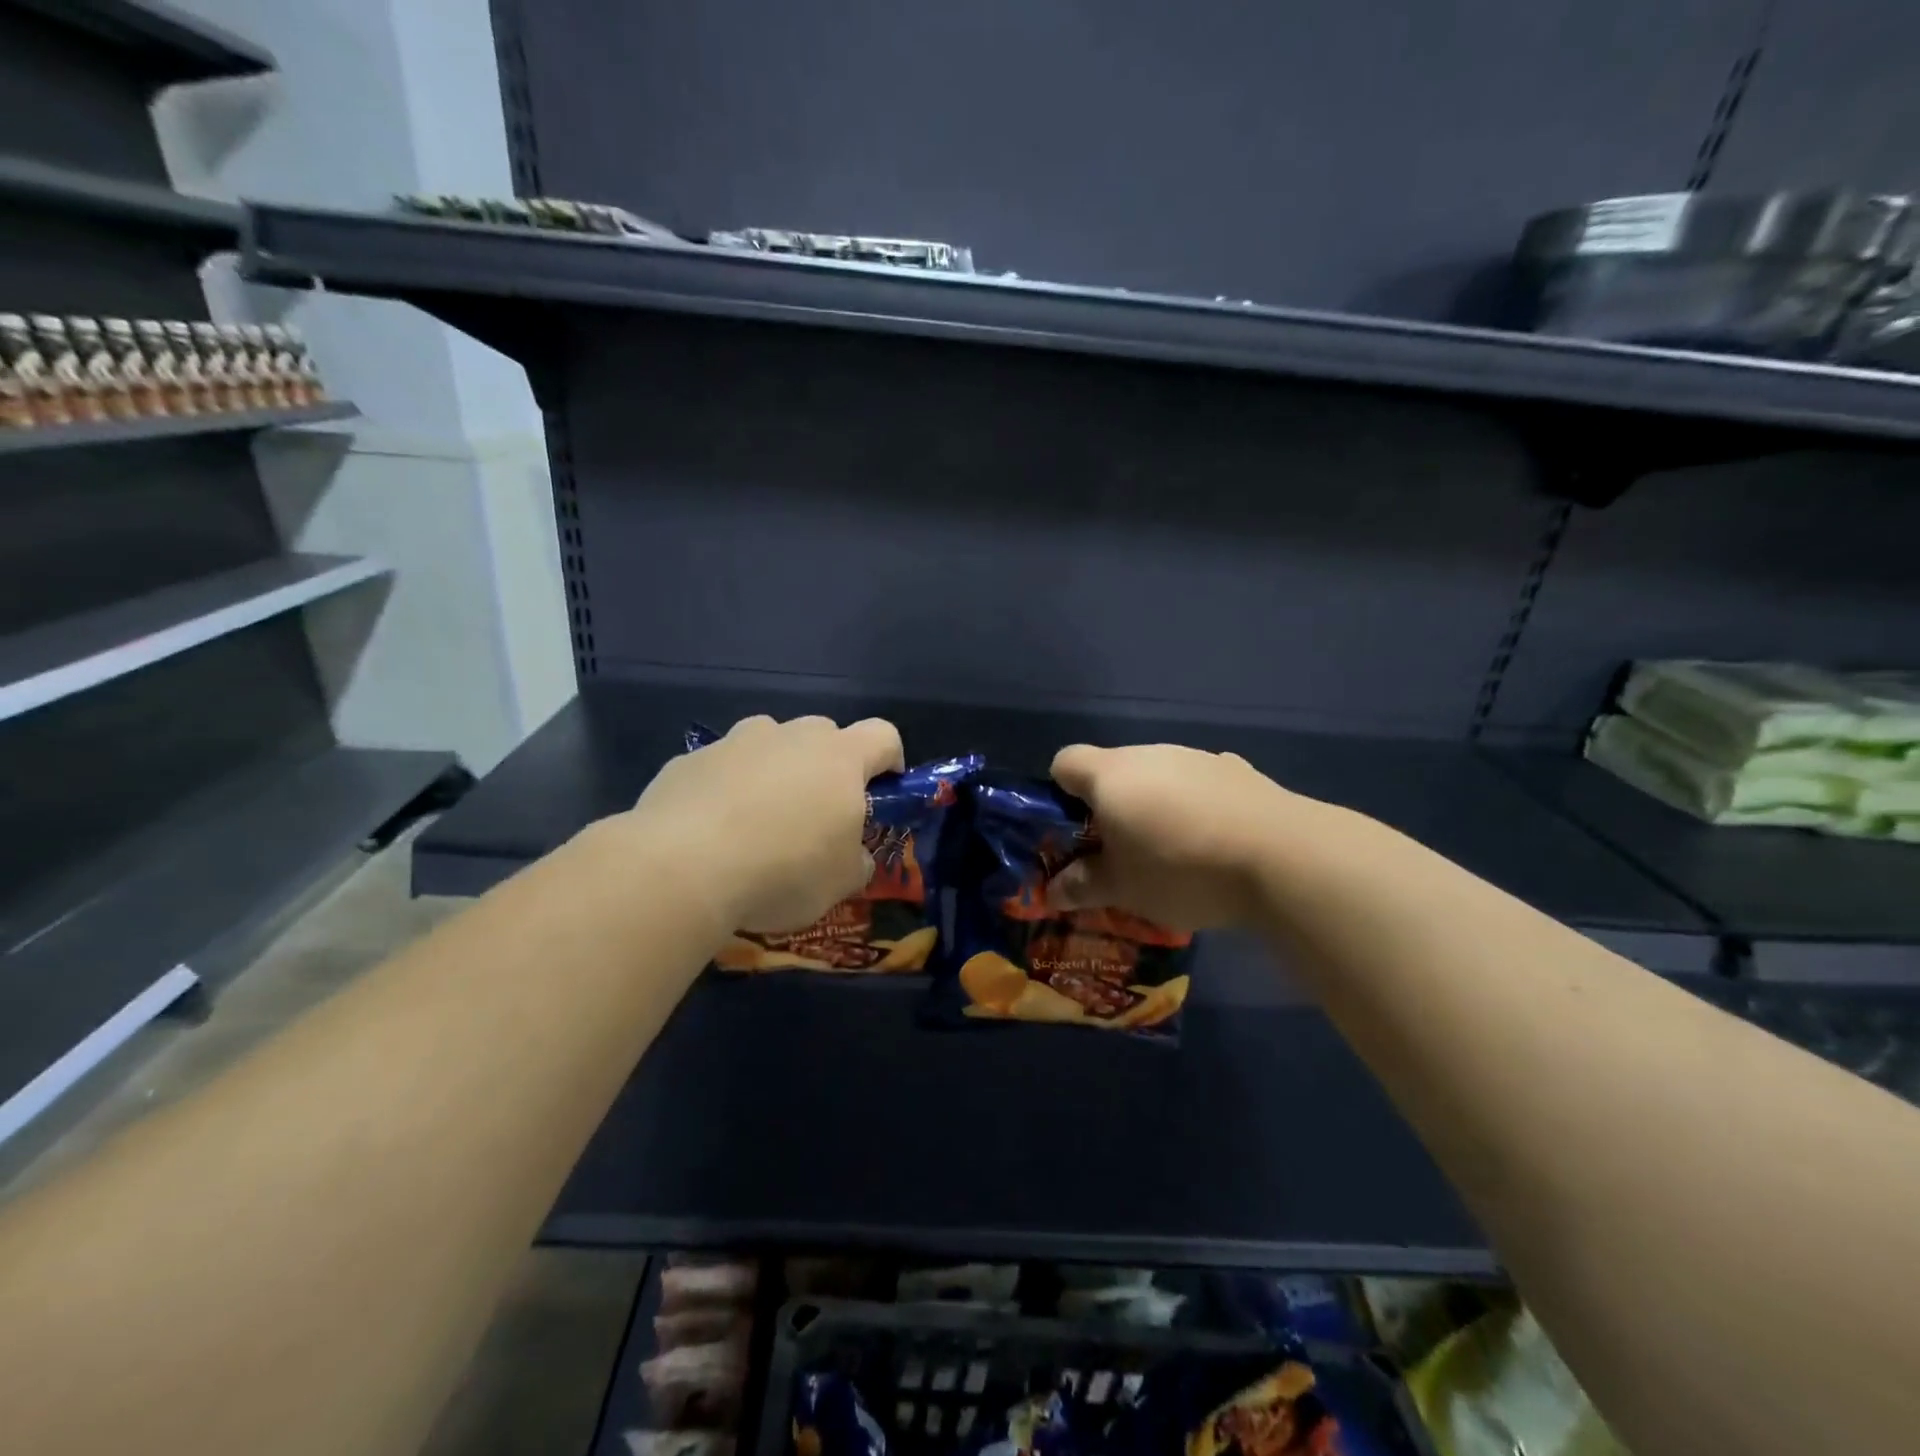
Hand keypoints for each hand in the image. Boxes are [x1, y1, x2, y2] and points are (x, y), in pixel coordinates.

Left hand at [630, 714, 903, 931]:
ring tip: (758, 821)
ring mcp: (736, 742)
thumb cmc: (784, 870)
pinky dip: (726, 789)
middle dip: (826, 767)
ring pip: (768, 744)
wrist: (684, 867)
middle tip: (816, 814)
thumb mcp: (841, 883)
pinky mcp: (690, 759)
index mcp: (840, 758)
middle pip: (823, 735)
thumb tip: (854, 857)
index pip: (883, 736)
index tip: (882, 790)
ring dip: (774, 772)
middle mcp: (790, 736)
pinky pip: (722, 768)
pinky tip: (711, 832)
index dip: (890, 759)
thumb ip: (857, 861)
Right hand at [1046, 743, 1300, 930]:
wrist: (1283, 857)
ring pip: (1159, 776)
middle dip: (1110, 807)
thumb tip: (1053, 891)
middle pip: (1114, 770)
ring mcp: (1197, 757)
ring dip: (1155, 805)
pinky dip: (1196, 805)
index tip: (1074, 831)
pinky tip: (1216, 842)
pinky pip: (1200, 784)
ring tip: (1174, 854)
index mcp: (1110, 774)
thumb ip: (1083, 885)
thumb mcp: (1123, 889)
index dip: (1059, 793)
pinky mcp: (1238, 770)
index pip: (1065, 762)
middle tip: (1122, 854)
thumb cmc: (1181, 868)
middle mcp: (1150, 753)